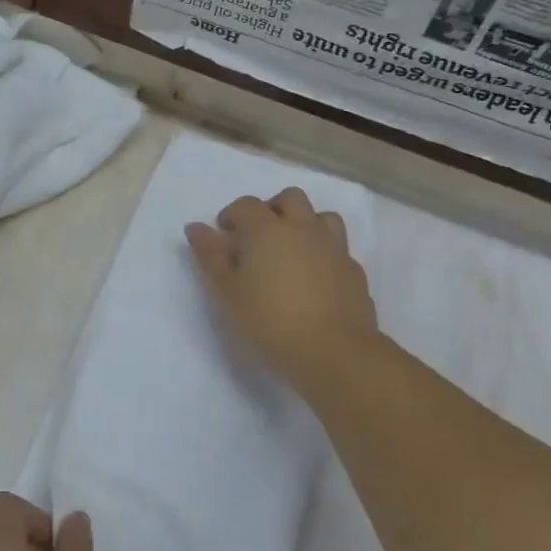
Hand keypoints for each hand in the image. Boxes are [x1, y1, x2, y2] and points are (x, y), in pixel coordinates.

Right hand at [185, 187, 379, 390]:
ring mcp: (334, 248)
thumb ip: (211, 256)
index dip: (232, 215)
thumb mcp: (227, 292)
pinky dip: (324, 253)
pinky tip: (316, 277)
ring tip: (292, 250)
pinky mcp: (355, 271)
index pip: (247, 205)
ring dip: (305, 224)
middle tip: (259, 236)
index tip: (224, 235)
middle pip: (290, 198)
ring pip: (322, 217)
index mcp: (267, 230)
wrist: (333, 351)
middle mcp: (303, 229)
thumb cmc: (269, 320)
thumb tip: (195, 227)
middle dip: (272, 208)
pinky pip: (338, 249)